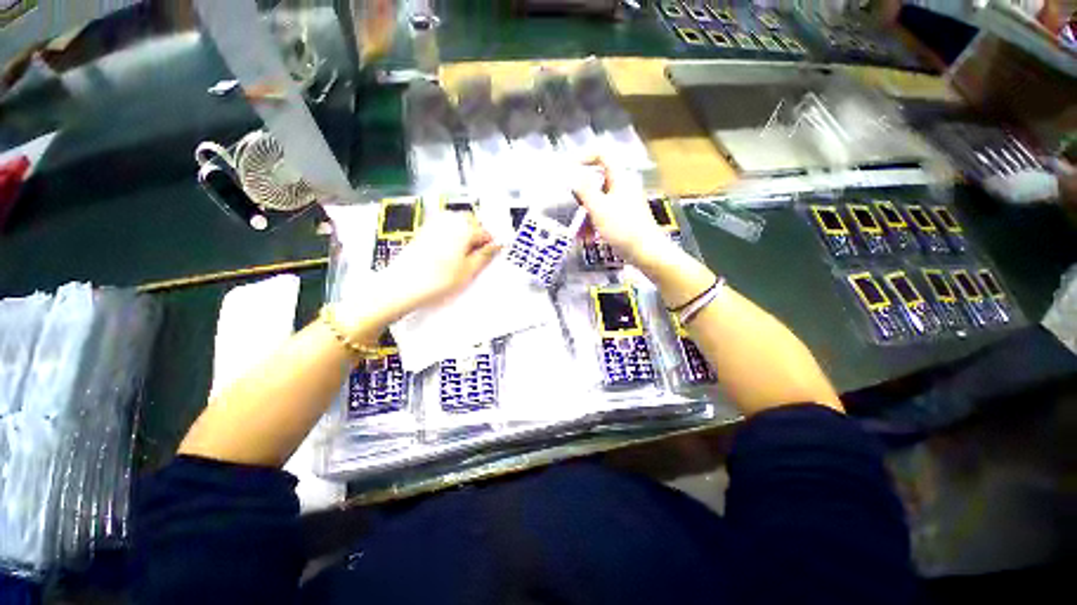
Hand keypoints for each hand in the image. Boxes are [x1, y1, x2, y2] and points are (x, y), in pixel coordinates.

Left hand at [377, 211, 500, 313]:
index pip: (486, 232)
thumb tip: (496, 246)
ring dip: (465, 238)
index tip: (492, 256)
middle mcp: (448, 221)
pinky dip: (452, 239)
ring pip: (458, 226)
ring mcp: (434, 224)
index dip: (491, 245)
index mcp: (463, 228)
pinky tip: (449, 257)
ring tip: (463, 259)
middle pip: (472, 223)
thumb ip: (485, 255)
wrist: (402, 286)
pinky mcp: (424, 232)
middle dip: (478, 238)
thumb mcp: (469, 270)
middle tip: (479, 258)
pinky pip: (445, 230)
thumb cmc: (435, 280)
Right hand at [572, 157, 672, 265]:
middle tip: (571, 207)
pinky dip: (594, 222)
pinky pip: (604, 214)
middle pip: (597, 181)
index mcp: (620, 178)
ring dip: (585, 214)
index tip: (569, 170)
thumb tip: (573, 175)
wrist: (645, 252)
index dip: (584, 157)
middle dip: (581, 196)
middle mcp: (623, 186)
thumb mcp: (598, 208)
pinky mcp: (623, 217)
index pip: (602, 155)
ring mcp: (624, 202)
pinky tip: (587, 237)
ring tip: (578, 231)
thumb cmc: (622, 228)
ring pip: (599, 201)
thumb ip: (584, 190)